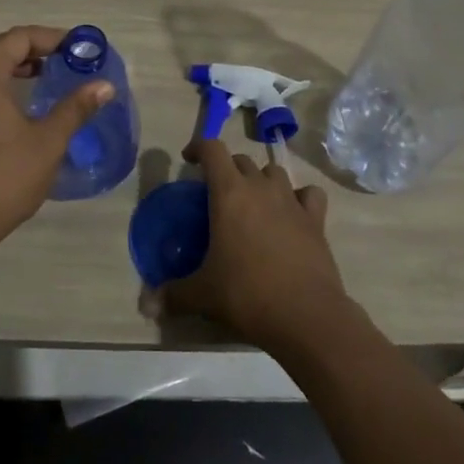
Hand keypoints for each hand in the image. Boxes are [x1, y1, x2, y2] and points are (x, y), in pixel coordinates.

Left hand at [0, 26, 113, 254]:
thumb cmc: (5, 177)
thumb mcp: (48, 141)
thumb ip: (76, 107)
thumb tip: (105, 85)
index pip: (19, 38)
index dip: (51, 38)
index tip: (79, 48)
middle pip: (1, 47)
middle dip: (35, 48)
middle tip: (68, 59)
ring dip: (17, 65)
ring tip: (49, 76)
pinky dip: (2, 83)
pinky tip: (23, 103)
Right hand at [162, 138, 353, 354]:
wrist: (305, 315)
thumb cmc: (247, 294)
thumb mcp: (203, 294)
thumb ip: (174, 293)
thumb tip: (148, 304)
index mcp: (229, 192)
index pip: (212, 149)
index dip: (198, 147)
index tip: (189, 160)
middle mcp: (260, 186)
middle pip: (241, 160)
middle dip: (227, 170)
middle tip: (217, 194)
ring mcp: (291, 200)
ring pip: (273, 172)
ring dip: (261, 180)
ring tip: (253, 203)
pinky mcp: (316, 219)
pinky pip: (308, 194)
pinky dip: (300, 197)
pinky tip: (293, 213)